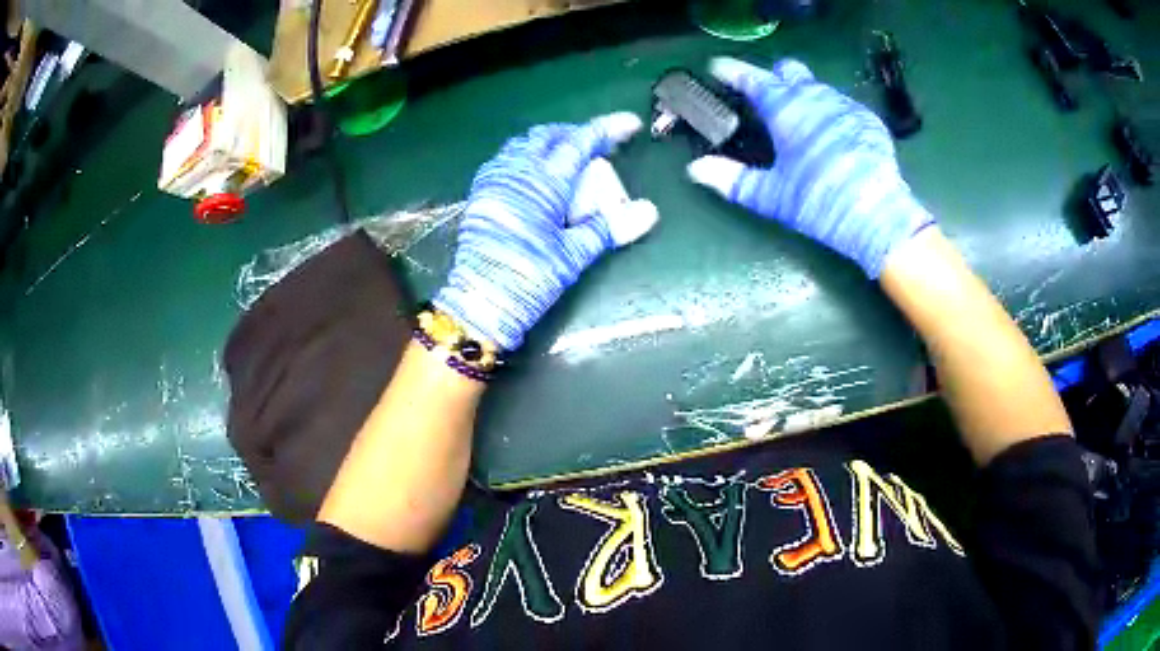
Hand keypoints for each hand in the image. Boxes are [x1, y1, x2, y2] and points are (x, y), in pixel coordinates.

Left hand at [434, 113, 658, 350]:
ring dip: (550, 142)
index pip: (580, 143)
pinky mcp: (481, 194)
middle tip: (599, 144)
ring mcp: (494, 181)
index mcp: (543, 183)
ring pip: (524, 144)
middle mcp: (516, 172)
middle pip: (549, 136)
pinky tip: (535, 173)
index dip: (607, 129)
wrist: (479, 303)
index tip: (630, 123)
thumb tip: (649, 211)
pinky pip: (506, 159)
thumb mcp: (573, 256)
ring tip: (569, 155)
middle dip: (576, 133)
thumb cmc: (528, 279)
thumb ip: (609, 228)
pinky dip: (527, 155)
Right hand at [687, 57, 933, 277]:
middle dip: (774, 77)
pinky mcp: (869, 121)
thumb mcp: (772, 196)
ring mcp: (846, 106)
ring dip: (804, 96)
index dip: (732, 71)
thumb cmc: (820, 202)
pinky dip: (829, 113)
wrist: (880, 217)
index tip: (719, 67)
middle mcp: (816, 97)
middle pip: (789, 70)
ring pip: (818, 87)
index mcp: (787, 109)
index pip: (752, 78)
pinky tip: (831, 137)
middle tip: (765, 98)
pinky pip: (842, 105)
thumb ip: (732, 180)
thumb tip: (695, 170)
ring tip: (799, 121)